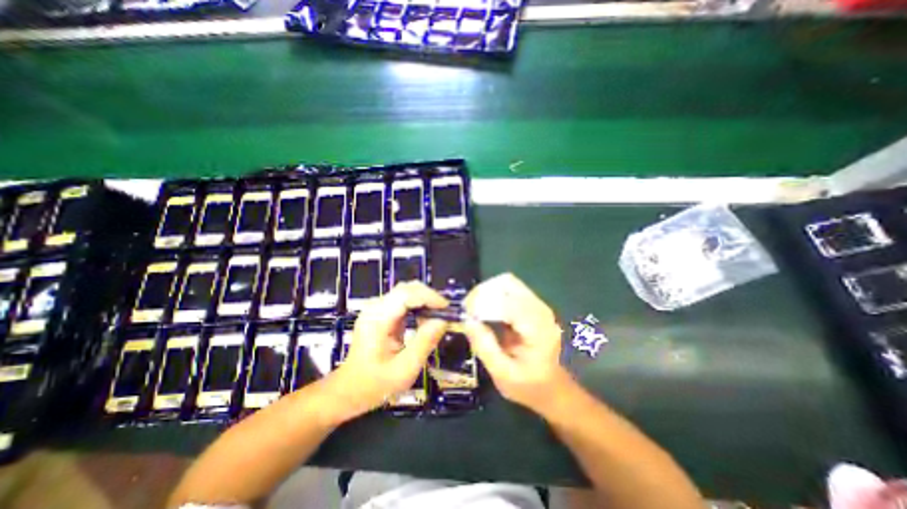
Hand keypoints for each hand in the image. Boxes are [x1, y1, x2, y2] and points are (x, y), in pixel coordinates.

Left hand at [329, 282, 449, 421]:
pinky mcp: (380, 313)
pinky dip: (418, 307)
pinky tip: (425, 320)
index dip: (429, 297)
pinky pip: (403, 302)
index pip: (406, 294)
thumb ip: (424, 343)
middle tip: (444, 314)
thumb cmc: (374, 385)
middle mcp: (375, 308)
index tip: (447, 309)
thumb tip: (443, 321)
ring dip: (424, 301)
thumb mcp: (404, 369)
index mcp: (377, 319)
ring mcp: (377, 309)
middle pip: (407, 289)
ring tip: (437, 318)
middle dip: (429, 297)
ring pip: (406, 292)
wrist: (348, 390)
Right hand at [462, 274, 564, 410]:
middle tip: (468, 308)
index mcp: (538, 330)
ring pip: (508, 283)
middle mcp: (541, 311)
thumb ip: (484, 346)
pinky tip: (484, 309)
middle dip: (484, 292)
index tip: (465, 312)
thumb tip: (466, 319)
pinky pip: (510, 290)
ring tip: (474, 308)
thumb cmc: (528, 386)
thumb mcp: (502, 373)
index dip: (483, 302)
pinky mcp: (533, 305)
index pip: (508, 302)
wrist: (551, 388)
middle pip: (509, 284)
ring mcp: (539, 306)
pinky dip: (494, 294)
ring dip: (487, 291)